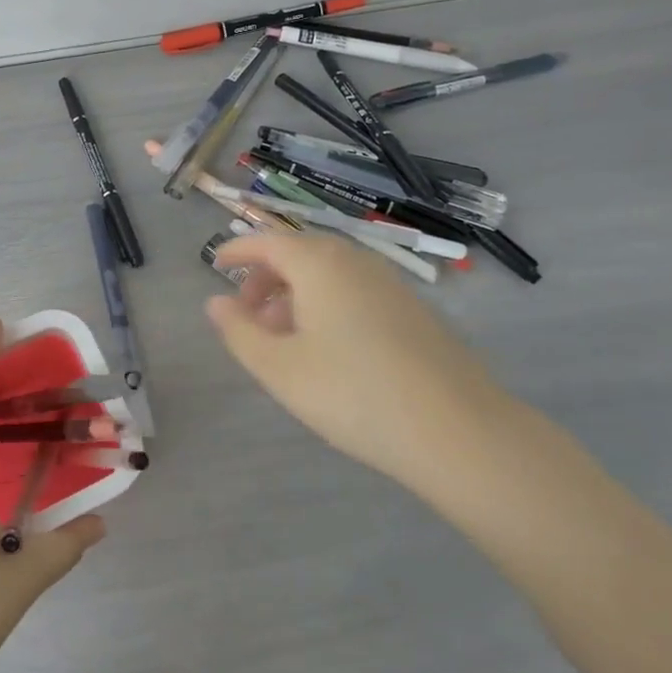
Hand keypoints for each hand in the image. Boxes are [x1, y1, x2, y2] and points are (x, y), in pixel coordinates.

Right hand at [205, 232, 516, 494]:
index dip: (237, 250)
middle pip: (298, 254)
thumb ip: (239, 331)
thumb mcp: (279, 369)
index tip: (214, 264)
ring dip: (295, 294)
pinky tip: (326, 348)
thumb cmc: (354, 394)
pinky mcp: (412, 309)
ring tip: (281, 337)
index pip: (267, 241)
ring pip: (327, 274)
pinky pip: (354, 290)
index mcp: (318, 263)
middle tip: (245, 315)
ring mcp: (389, 283)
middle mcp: (354, 260)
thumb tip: (215, 302)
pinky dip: (326, 304)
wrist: (458, 431)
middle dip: (265, 278)